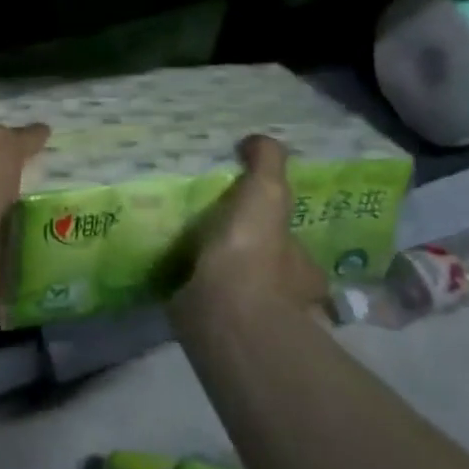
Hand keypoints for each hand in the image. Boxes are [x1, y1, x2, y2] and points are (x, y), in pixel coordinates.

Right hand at [172, 135, 326, 312]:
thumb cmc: (253, 252)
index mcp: (302, 270)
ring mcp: (249, 319)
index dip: (277, 232)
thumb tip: (257, 139)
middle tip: (211, 230)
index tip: (253, 217)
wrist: (224, 313)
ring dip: (215, 275)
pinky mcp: (213, 330)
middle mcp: (283, 299)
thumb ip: (267, 162)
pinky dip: (188, 290)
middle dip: (245, 255)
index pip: (293, 246)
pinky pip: (201, 303)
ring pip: (235, 290)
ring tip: (183, 248)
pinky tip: (167, 272)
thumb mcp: (267, 192)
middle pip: (266, 271)